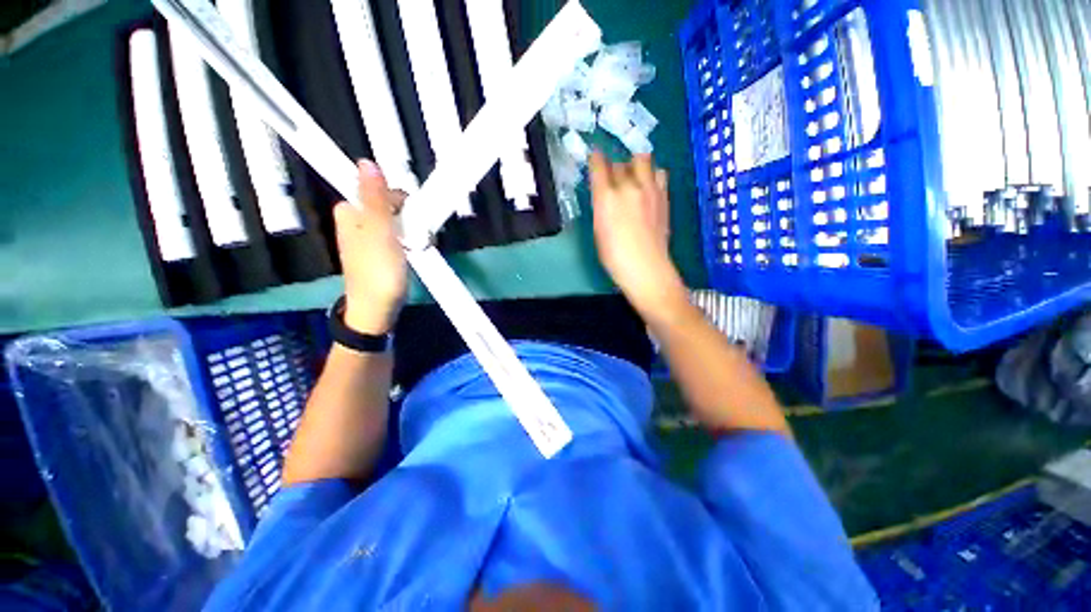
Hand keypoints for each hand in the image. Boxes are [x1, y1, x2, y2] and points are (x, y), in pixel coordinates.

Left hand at [334, 160, 407, 334]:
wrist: (378, 309)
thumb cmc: (378, 272)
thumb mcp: (379, 232)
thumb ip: (376, 199)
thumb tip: (367, 162)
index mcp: (350, 211)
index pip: (377, 187)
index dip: (399, 198)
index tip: (412, 215)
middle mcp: (356, 220)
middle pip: (389, 204)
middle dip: (409, 216)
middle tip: (418, 235)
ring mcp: (369, 236)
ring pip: (397, 220)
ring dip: (413, 230)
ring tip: (420, 246)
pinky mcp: (380, 250)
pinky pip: (398, 235)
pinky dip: (410, 240)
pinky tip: (416, 252)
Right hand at [589, 152, 686, 320]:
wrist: (646, 267)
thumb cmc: (614, 255)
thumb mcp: (599, 229)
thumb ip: (601, 206)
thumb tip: (605, 194)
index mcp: (606, 197)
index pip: (599, 165)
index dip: (596, 159)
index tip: (595, 157)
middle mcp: (628, 186)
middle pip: (620, 162)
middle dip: (614, 167)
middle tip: (613, 178)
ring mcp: (649, 189)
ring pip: (643, 159)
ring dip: (635, 164)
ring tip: (633, 177)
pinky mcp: (664, 195)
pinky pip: (659, 172)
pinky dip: (652, 174)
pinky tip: (648, 187)